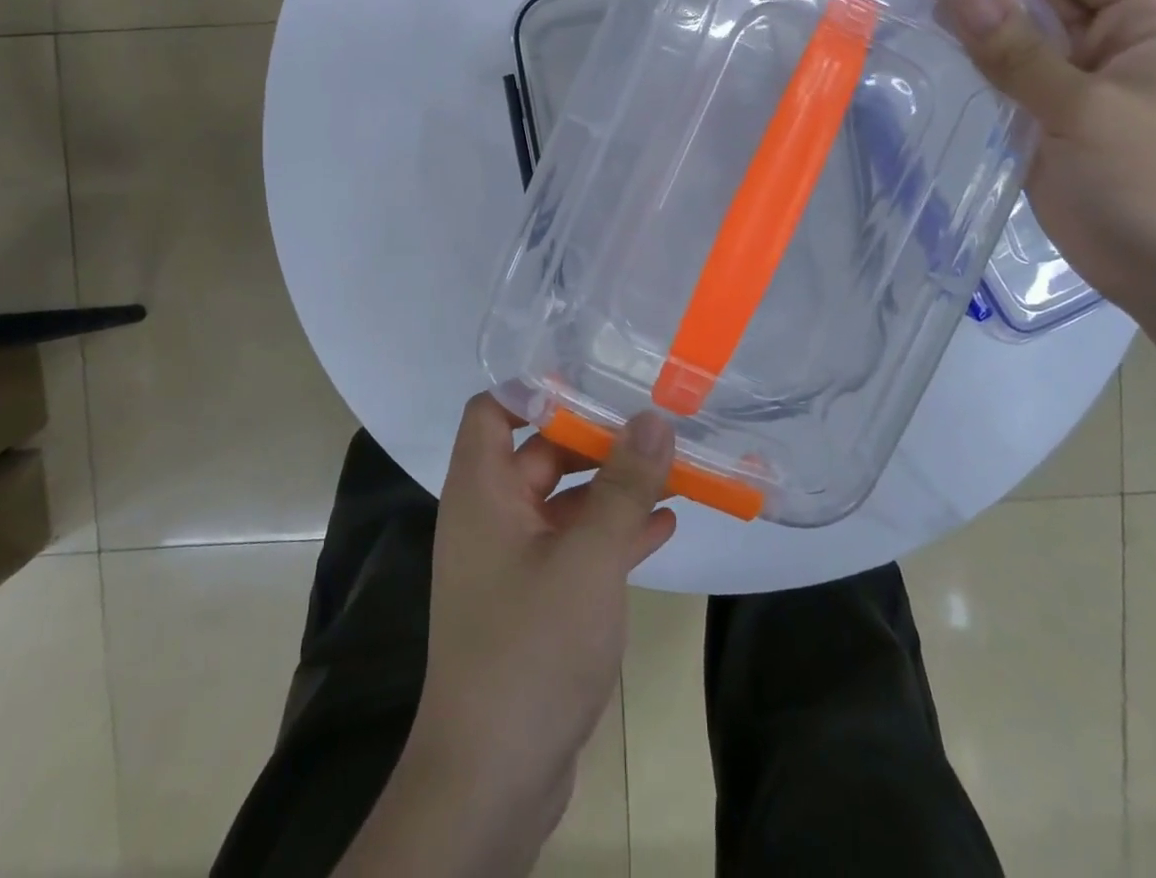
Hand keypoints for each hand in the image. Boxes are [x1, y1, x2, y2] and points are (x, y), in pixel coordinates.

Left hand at [406, 394, 676, 849]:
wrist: (494, 778)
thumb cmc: (531, 647)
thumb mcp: (588, 558)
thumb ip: (624, 486)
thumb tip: (654, 417)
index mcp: (482, 491)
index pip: (493, 410)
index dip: (536, 388)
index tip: (595, 378)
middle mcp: (492, 516)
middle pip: (541, 451)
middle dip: (596, 437)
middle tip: (654, 419)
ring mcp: (514, 560)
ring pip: (566, 501)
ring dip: (614, 486)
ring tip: (673, 466)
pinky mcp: (537, 599)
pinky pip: (577, 545)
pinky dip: (613, 532)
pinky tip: (664, 525)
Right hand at [949, 0, 1155, 311]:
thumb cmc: (1152, 179)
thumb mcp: (1086, 108)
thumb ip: (1019, 54)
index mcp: (1145, 26)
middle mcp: (1112, 48)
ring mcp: (1079, 90)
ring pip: (1022, 37)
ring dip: (978, 14)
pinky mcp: (1050, 126)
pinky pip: (1007, 81)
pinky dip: (974, 62)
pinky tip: (937, 52)